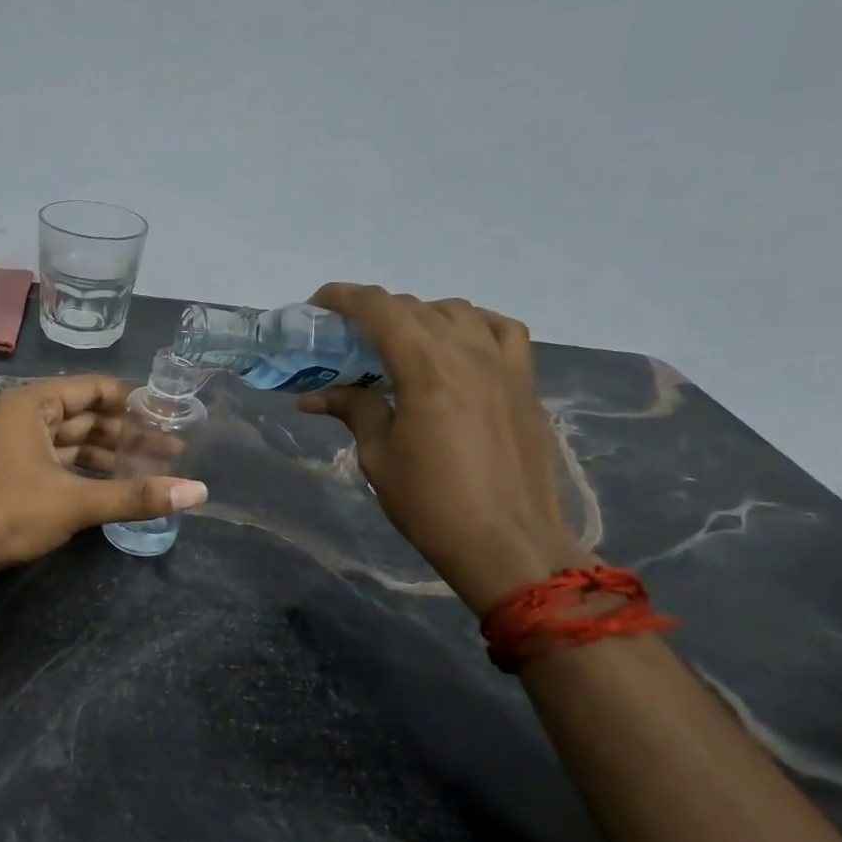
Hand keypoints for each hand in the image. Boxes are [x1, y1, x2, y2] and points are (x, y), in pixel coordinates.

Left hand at [0, 376, 207, 579]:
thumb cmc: (9, 512)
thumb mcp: (76, 501)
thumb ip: (136, 495)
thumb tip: (198, 492)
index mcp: (33, 404)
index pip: (93, 389)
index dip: (133, 400)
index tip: (169, 413)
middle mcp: (23, 417)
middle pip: (86, 418)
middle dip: (127, 435)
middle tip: (172, 450)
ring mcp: (16, 448)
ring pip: (72, 444)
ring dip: (109, 457)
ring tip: (153, 471)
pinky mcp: (13, 476)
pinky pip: (59, 465)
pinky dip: (87, 474)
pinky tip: (116, 488)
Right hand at [298, 285, 584, 613]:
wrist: (508, 543)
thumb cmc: (432, 504)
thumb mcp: (379, 457)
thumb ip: (354, 411)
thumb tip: (315, 396)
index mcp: (425, 366)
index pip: (378, 308)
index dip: (343, 298)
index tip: (317, 306)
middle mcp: (467, 351)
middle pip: (414, 307)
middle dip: (374, 312)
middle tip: (347, 339)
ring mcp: (504, 362)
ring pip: (457, 311)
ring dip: (420, 316)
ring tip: (400, 344)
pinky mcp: (525, 381)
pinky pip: (501, 330)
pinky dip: (473, 325)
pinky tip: (460, 346)